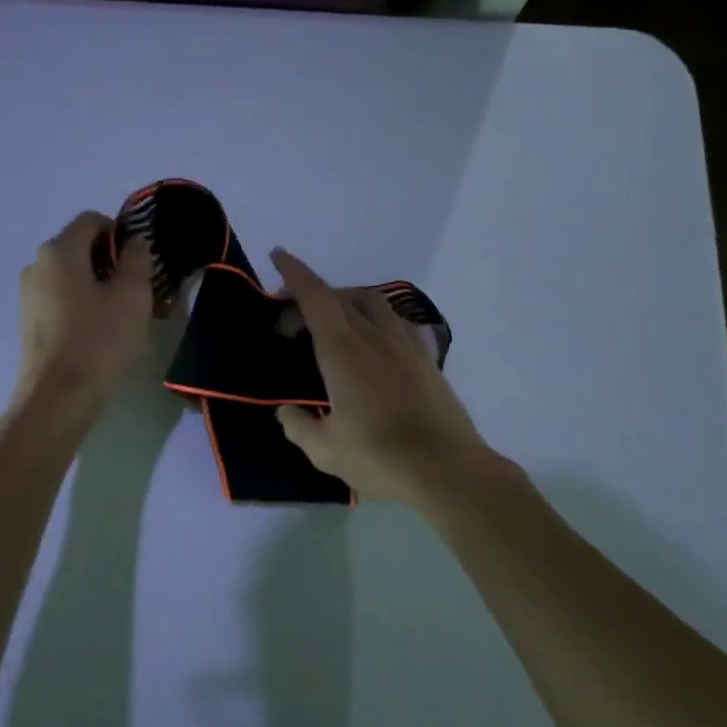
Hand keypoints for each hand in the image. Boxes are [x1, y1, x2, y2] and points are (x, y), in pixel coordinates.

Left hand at [13, 212, 155, 415]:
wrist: (56, 399)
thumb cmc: (98, 341)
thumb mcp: (131, 296)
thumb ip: (137, 259)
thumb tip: (134, 242)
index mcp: (59, 251)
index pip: (92, 220)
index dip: (122, 233)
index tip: (144, 261)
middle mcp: (37, 266)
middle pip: (81, 249)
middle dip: (115, 263)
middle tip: (145, 291)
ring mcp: (29, 296)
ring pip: (73, 278)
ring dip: (102, 287)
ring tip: (129, 316)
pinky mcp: (30, 323)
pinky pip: (62, 301)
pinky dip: (85, 306)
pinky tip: (104, 333)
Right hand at [270, 248, 495, 503]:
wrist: (448, 470)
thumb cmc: (379, 457)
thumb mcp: (324, 450)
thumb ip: (297, 425)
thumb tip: (286, 411)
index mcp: (343, 350)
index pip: (315, 297)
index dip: (294, 273)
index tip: (278, 256)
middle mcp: (374, 336)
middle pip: (341, 296)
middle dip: (311, 296)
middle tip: (290, 322)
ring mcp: (405, 344)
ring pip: (372, 303)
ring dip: (345, 302)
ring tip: (332, 325)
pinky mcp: (426, 359)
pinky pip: (396, 322)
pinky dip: (375, 320)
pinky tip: (373, 343)